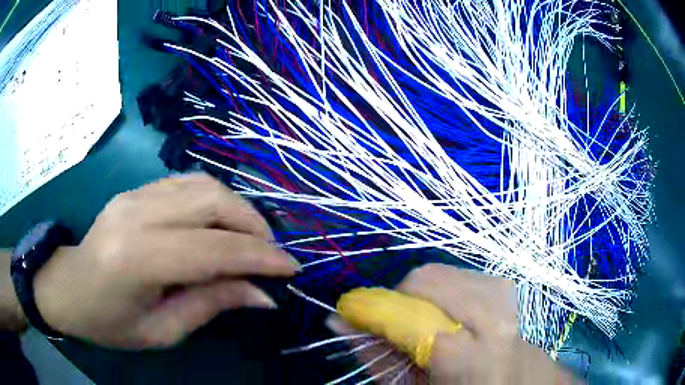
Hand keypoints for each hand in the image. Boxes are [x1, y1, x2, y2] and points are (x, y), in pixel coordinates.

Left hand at [33, 174, 298, 348]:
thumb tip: (261, 295)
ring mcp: (134, 195)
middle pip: (210, 201)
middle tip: (271, 254)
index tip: (291, 268)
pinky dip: (215, 200)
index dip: (258, 257)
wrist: (68, 288)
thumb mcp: (160, 331)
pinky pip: (186, 183)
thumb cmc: (109, 323)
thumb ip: (210, 305)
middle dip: (253, 225)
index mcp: (136, 258)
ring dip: (237, 208)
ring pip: (202, 184)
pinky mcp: (135, 190)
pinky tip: (220, 223)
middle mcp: (135, 214)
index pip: (211, 249)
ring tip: (251, 238)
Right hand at [328, 264, 577, 383]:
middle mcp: (494, 315)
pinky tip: (449, 312)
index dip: (379, 313)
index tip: (359, 318)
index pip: (414, 316)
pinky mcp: (503, 284)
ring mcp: (503, 294)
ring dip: (423, 295)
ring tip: (427, 322)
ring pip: (441, 272)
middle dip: (403, 300)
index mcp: (473, 355)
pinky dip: (442, 289)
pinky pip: (457, 272)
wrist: (512, 379)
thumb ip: (376, 356)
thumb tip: (336, 320)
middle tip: (401, 326)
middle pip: (429, 280)